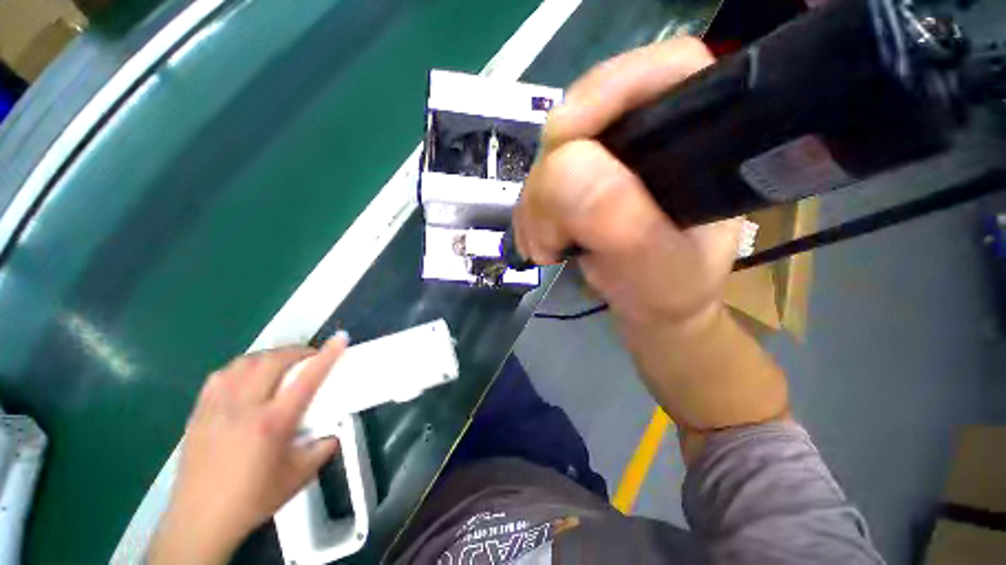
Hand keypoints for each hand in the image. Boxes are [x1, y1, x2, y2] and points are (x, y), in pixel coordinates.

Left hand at [149, 335, 347, 564]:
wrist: (200, 520)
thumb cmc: (253, 499)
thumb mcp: (299, 476)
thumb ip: (323, 448)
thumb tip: (333, 432)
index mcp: (272, 423)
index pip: (307, 379)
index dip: (327, 355)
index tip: (340, 338)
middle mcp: (244, 408)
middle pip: (272, 360)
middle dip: (296, 351)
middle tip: (309, 358)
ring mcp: (217, 408)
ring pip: (244, 362)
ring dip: (268, 357)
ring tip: (280, 365)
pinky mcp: (199, 412)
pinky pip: (220, 376)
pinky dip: (240, 368)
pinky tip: (246, 378)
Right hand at [513, 38, 741, 333]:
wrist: (647, 305)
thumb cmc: (669, 288)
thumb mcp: (655, 264)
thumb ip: (618, 218)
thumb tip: (561, 167)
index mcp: (698, 137)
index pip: (660, 72)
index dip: (606, 91)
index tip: (563, 138)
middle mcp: (650, 136)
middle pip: (584, 120)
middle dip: (553, 178)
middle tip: (551, 235)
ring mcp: (608, 158)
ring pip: (550, 156)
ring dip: (537, 206)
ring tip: (547, 248)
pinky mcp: (579, 180)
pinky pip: (538, 183)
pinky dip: (531, 216)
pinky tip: (541, 243)